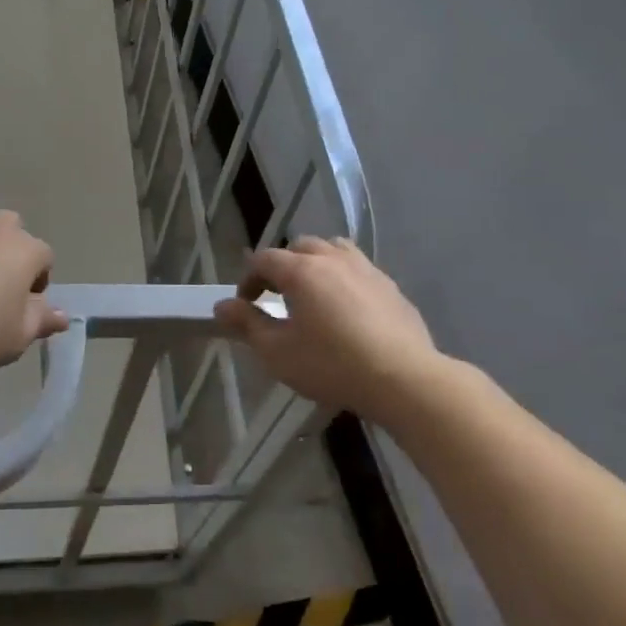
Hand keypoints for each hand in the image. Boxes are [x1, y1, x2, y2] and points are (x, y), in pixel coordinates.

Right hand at [215, 237, 438, 420]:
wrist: (404, 379)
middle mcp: (333, 259)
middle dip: (283, 266)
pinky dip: (344, 279)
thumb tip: (222, 306)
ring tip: (313, 292)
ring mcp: (367, 270)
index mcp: (302, 270)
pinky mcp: (391, 288)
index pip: (265, 259)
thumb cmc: (332, 365)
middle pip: (301, 247)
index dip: (249, 278)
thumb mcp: (278, 352)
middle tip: (277, 295)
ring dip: (317, 263)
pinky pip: (360, 270)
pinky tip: (348, 310)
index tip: (245, 303)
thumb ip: (247, 325)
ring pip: (334, 250)